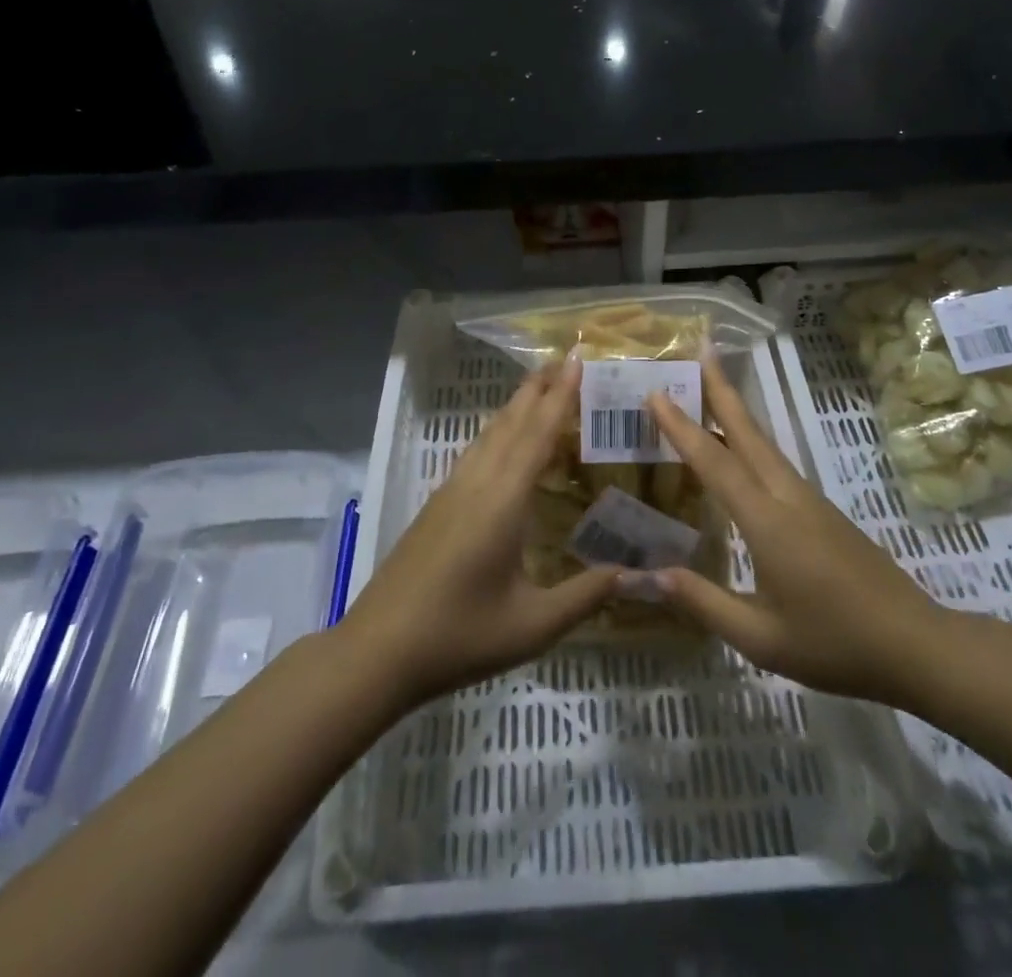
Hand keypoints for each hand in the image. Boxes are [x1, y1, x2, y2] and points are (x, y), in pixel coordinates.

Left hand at [336, 359, 619, 708]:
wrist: (377, 651)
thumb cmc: (460, 635)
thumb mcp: (532, 625)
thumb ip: (585, 595)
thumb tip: (635, 574)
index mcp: (503, 501)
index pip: (538, 435)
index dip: (560, 397)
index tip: (577, 361)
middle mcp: (476, 484)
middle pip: (511, 423)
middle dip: (538, 389)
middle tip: (564, 360)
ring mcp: (450, 493)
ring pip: (489, 435)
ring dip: (516, 407)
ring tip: (538, 388)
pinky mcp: (436, 507)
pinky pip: (475, 453)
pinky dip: (497, 433)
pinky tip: (499, 441)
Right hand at [642, 358, 951, 708]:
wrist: (916, 645)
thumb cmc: (834, 645)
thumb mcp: (761, 639)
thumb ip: (704, 602)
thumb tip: (650, 574)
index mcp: (767, 522)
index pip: (715, 464)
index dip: (683, 428)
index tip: (656, 393)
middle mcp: (788, 498)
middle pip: (748, 433)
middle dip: (721, 390)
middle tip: (701, 350)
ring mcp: (810, 501)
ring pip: (766, 445)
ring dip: (737, 412)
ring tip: (713, 388)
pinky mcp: (823, 512)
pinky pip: (777, 464)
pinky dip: (752, 442)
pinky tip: (742, 452)